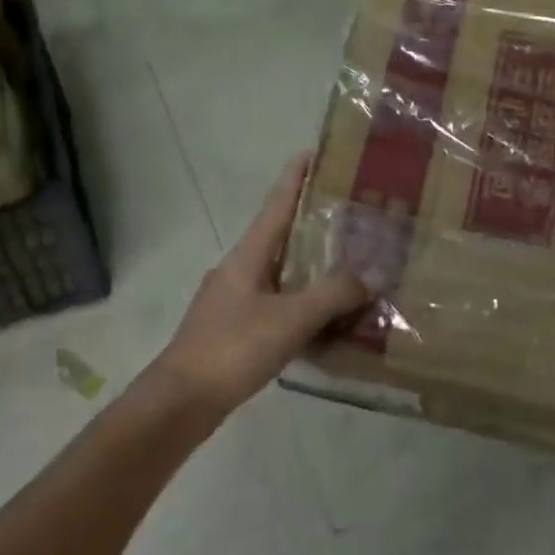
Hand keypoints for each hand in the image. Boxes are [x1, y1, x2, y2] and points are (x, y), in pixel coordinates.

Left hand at [151, 154, 371, 415]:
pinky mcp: (234, 328)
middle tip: (351, 212)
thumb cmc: (233, 348)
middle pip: (280, 233)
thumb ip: (333, 294)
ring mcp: (233, 299)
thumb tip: (374, 272)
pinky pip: (276, 301)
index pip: (277, 203)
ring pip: (280, 270)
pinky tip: (324, 318)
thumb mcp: (290, 319)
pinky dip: (301, 300)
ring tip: (347, 262)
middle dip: (312, 220)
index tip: (315, 151)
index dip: (295, 176)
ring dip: (310, 264)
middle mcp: (239, 268)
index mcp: (248, 254)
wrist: (180, 404)